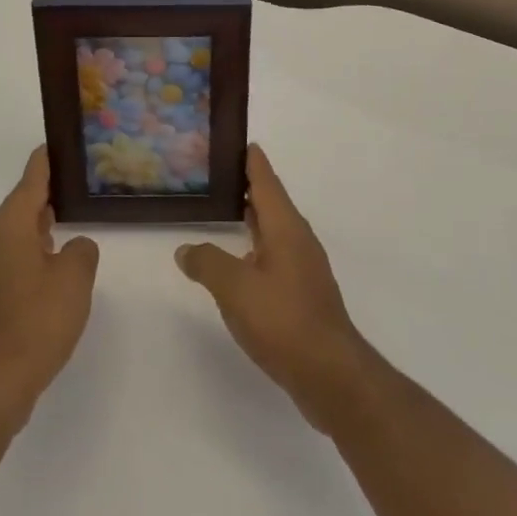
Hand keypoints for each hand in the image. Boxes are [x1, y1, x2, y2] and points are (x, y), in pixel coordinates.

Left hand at [0, 147, 98, 424]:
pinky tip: (56, 263)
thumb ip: (82, 250)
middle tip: (81, 184)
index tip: (62, 141)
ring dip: (42, 225)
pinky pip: (13, 254)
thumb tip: (73, 247)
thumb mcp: (75, 278)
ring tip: (74, 219)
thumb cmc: (37, 321)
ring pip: (18, 230)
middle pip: (23, 201)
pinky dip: (33, 249)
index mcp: (9, 223)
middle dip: (50, 193)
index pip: (33, 176)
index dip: (49, 157)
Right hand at [176, 145, 373, 433]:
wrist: (330, 375)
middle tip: (221, 172)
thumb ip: (207, 262)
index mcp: (286, 228)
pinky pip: (275, 256)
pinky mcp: (304, 295)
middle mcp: (298, 241)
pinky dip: (256, 247)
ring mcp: (304, 269)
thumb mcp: (234, 288)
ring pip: (274, 231)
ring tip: (227, 210)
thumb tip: (185, 249)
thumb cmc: (283, 320)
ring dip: (253, 218)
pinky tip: (241, 262)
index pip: (267, 181)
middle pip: (272, 203)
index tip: (241, 140)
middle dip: (249, 186)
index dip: (252, 161)